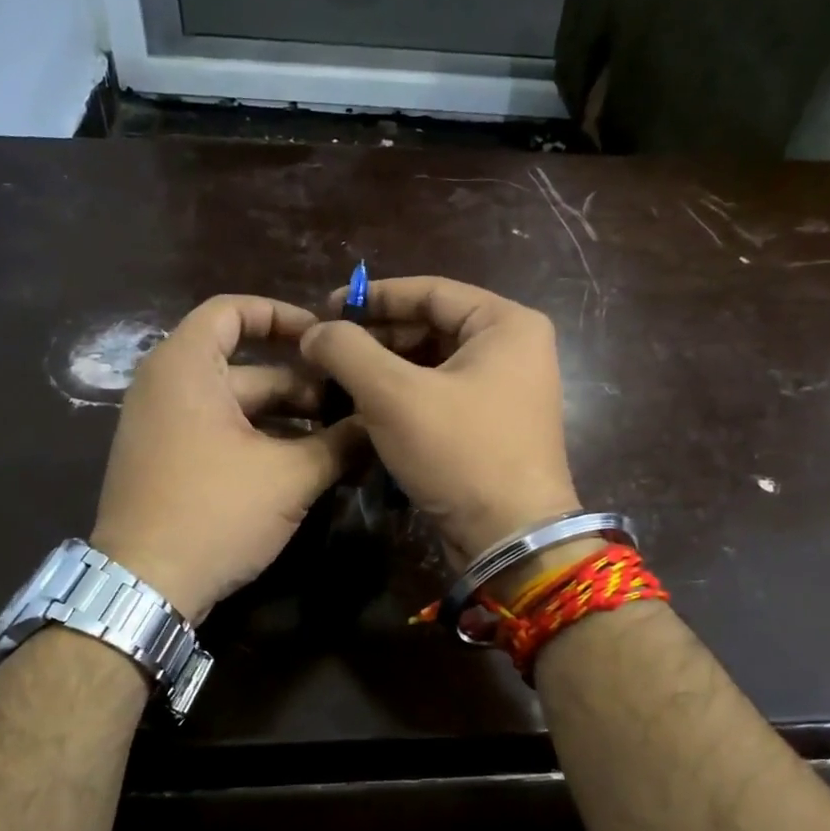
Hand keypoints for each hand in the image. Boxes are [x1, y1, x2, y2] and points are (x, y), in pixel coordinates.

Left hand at [91, 296, 365, 620]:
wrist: (145, 587)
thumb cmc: (215, 512)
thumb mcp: (290, 476)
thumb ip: (340, 442)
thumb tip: (380, 423)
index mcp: (185, 367)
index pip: (232, 310)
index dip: (283, 316)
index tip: (326, 338)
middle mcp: (166, 386)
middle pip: (246, 368)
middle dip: (303, 386)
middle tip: (353, 406)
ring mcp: (163, 428)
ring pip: (238, 407)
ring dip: (289, 420)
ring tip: (341, 440)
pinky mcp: (168, 463)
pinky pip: (221, 434)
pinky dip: (262, 442)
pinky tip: (306, 467)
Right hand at [300, 276, 581, 567]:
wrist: (510, 539)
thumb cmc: (459, 453)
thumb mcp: (394, 395)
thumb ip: (347, 351)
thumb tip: (315, 331)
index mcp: (506, 324)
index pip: (430, 291)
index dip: (373, 297)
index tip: (325, 309)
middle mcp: (514, 350)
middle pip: (432, 327)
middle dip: (377, 339)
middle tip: (326, 352)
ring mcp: (507, 391)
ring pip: (433, 365)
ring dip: (385, 372)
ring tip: (337, 382)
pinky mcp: (493, 427)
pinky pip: (441, 397)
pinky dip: (403, 399)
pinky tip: (365, 411)